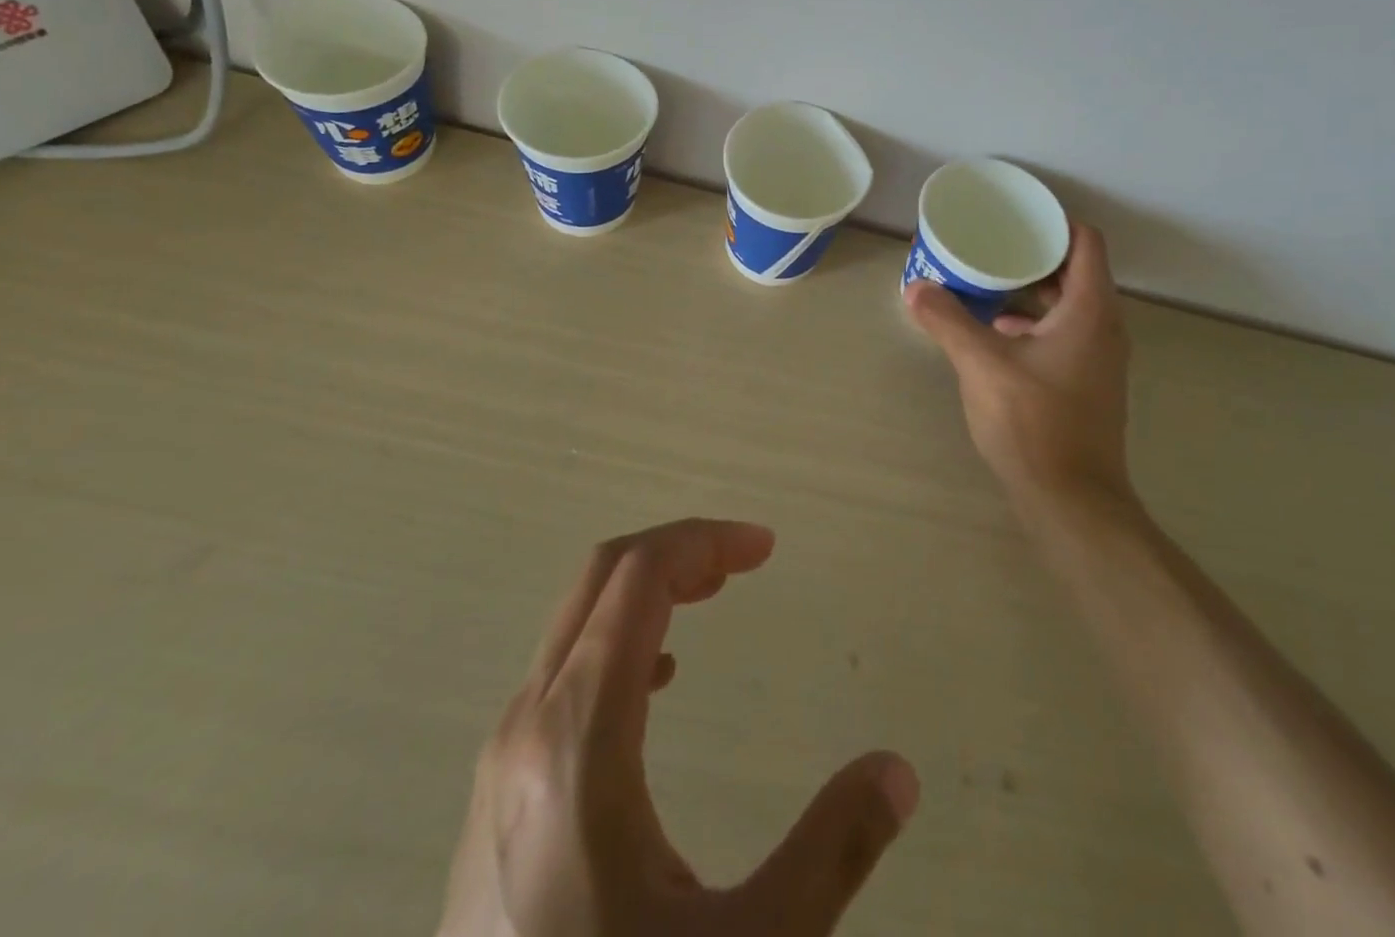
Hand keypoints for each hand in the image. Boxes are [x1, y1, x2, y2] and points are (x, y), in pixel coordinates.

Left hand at [437, 519, 918, 936]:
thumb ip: (828, 853)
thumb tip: (898, 771)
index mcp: (579, 735)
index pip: (639, 576)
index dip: (706, 541)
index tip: (766, 547)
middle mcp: (527, 723)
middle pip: (602, 578)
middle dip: (678, 552)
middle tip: (744, 562)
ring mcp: (501, 756)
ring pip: (578, 620)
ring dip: (646, 590)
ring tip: (711, 598)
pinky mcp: (496, 792)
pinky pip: (563, 670)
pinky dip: (619, 638)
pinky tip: (660, 681)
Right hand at [905, 224, 1133, 514]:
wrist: (1071, 500)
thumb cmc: (1034, 422)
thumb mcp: (982, 364)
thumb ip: (948, 321)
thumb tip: (915, 288)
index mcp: (1089, 310)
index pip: (1085, 243)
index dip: (1055, 222)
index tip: (1016, 217)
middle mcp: (1104, 328)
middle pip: (1075, 271)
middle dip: (1034, 255)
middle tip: (991, 245)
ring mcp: (1099, 359)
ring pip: (1068, 306)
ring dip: (1031, 291)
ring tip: (987, 283)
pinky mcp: (1087, 383)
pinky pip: (1063, 334)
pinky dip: (1034, 323)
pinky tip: (996, 333)